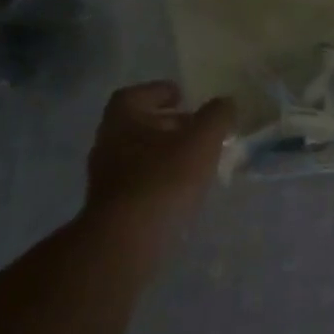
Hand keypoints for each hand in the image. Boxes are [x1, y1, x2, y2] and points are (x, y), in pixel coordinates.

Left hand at [86, 82, 235, 236]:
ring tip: (196, 158)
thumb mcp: (200, 142)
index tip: (182, 96)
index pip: (135, 95)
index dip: (159, 92)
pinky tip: (183, 188)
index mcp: (122, 119)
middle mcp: (108, 143)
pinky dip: (160, 177)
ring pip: (139, 154)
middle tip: (196, 127)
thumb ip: (216, 117)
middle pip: (138, 125)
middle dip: (167, 123)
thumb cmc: (163, 180)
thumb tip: (226, 101)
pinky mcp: (113, 206)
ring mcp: (107, 177)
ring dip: (165, 152)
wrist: (126, 241)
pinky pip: (140, 181)